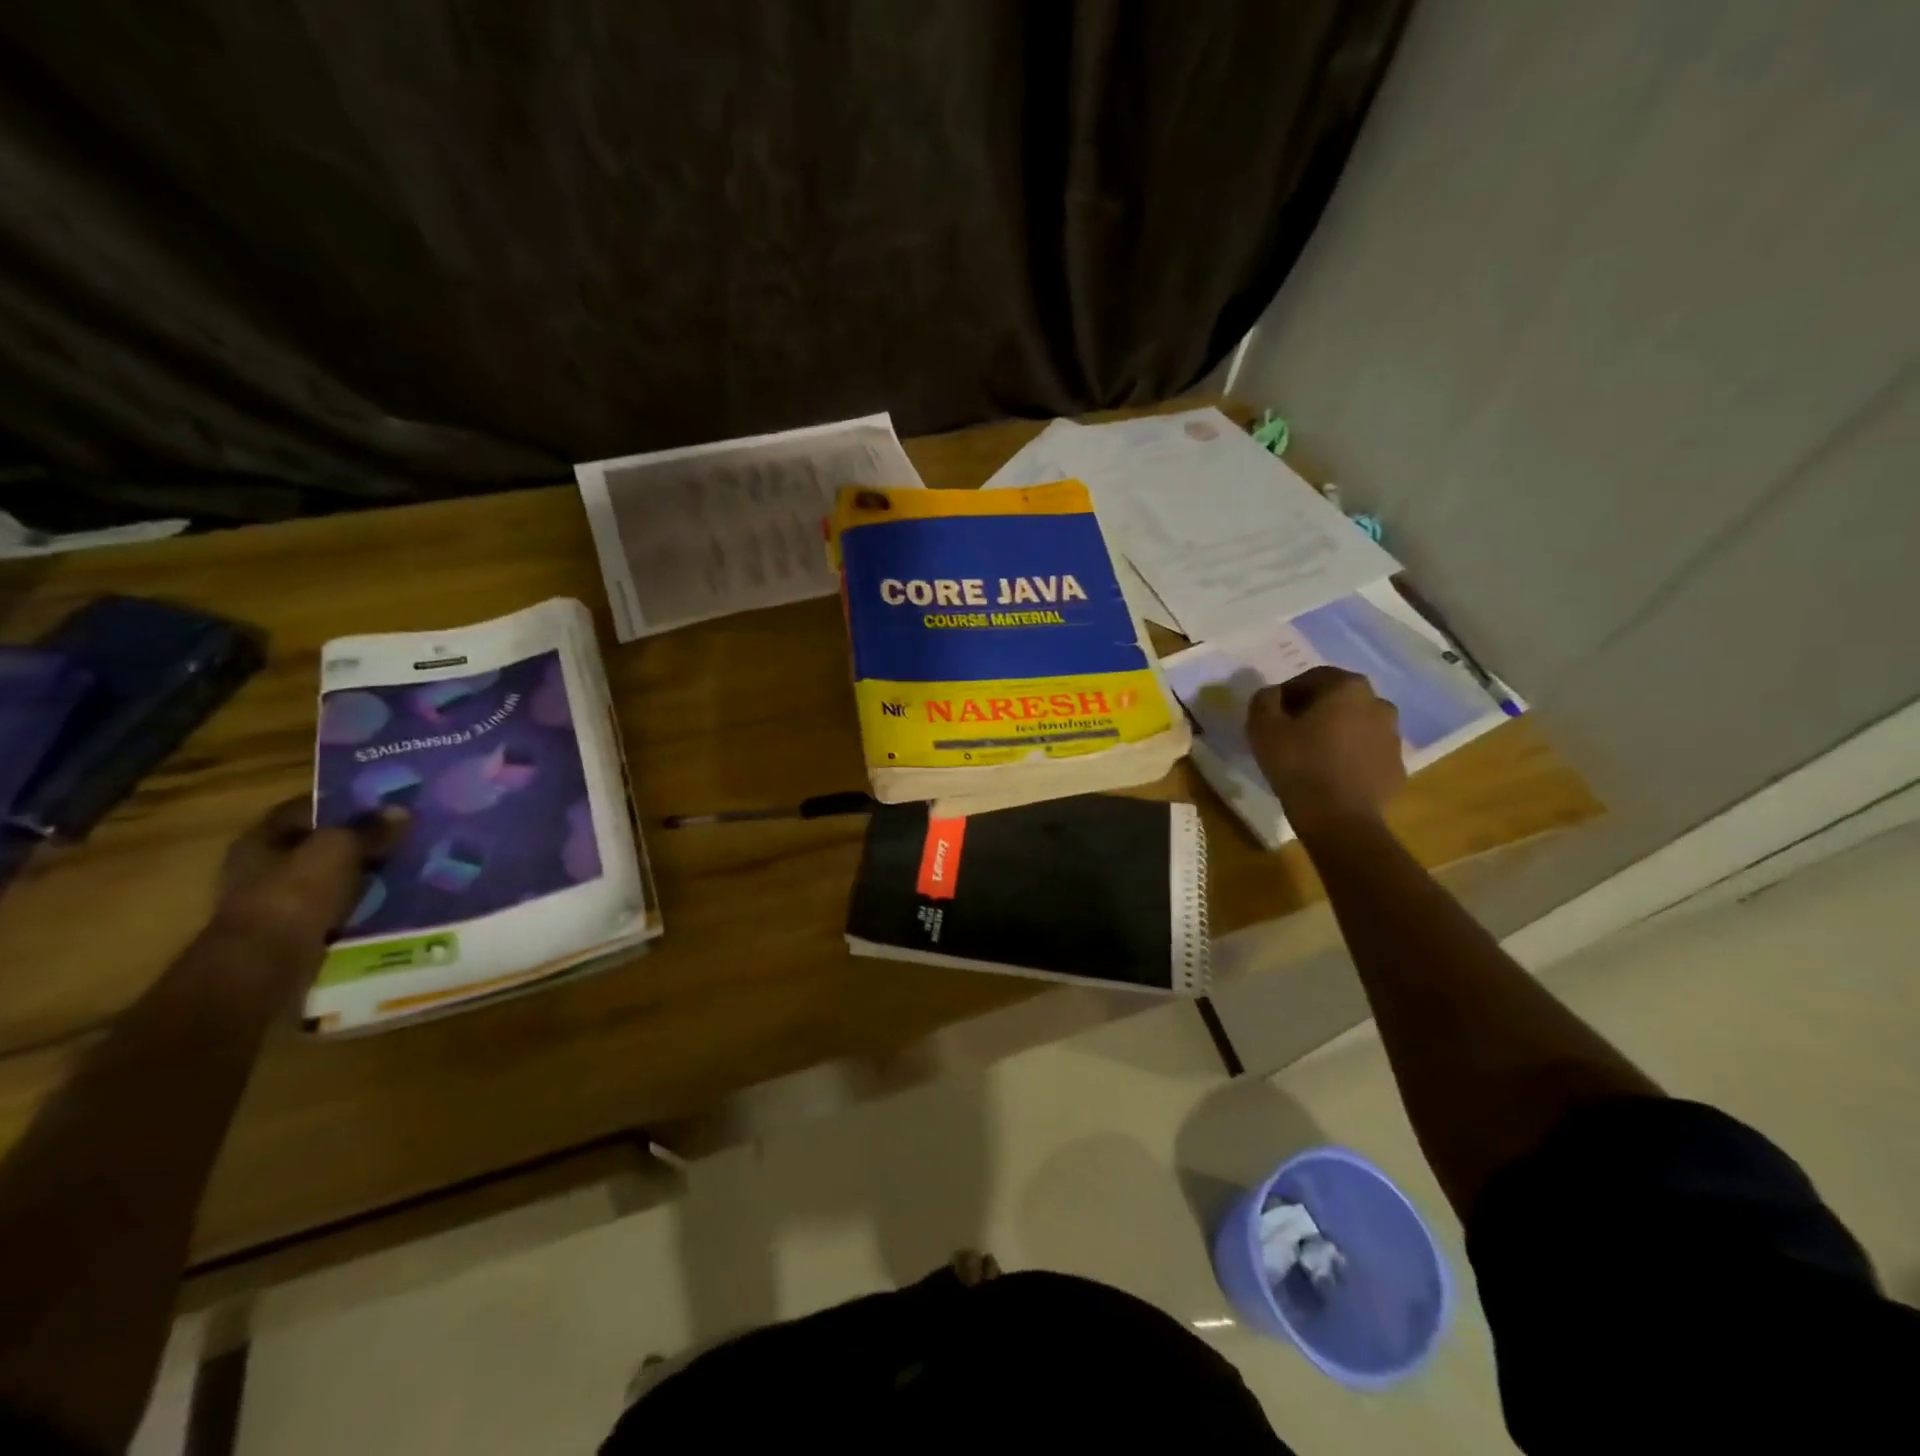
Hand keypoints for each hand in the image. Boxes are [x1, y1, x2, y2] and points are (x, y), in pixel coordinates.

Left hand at [215, 799, 408, 955]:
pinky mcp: (293, 932)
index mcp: (262, 838)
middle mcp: (262, 866)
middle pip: (320, 845)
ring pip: (331, 878)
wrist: (267, 965)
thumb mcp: (340, 850)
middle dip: (360, 842)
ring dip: (363, 876)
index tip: (387, 803)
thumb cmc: (295, 894)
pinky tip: (392, 902)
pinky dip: (361, 906)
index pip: (307, 808)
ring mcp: (276, 902)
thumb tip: (400, 810)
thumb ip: (370, 829)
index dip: (346, 802)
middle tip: (405, 836)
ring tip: (407, 869)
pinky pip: (336, 909)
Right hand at [1246, 667, 1405, 837]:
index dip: (1287, 694)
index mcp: (1348, 687)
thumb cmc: (1298, 764)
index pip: (1312, 678)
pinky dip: (1349, 757)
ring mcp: (1393, 737)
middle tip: (1289, 734)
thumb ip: (1264, 700)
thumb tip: (1273, 695)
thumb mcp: (1262, 726)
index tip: (1272, 715)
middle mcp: (1378, 704)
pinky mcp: (1396, 767)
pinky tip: (1329, 775)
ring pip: (1355, 726)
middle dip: (1314, 711)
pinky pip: (1366, 753)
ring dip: (1334, 733)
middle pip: (1338, 700)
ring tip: (1310, 756)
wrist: (1338, 818)